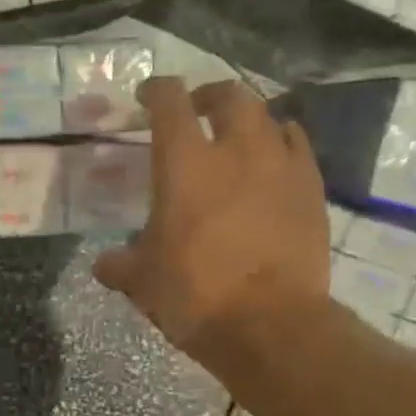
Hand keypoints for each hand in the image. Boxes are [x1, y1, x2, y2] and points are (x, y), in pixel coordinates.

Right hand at [93, 78, 333, 361]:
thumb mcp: (142, 281)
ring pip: (269, 116)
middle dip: (208, 95)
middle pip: (229, 95)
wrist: (270, 325)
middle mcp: (237, 149)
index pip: (170, 101)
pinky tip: (271, 164)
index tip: (147, 97)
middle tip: (196, 111)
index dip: (156, 90)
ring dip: (248, 119)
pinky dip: (280, 144)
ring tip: (237, 137)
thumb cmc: (195, 295)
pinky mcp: (312, 190)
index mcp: (185, 163)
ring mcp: (281, 166)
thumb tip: (103, 264)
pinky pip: (297, 147)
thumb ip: (119, 264)